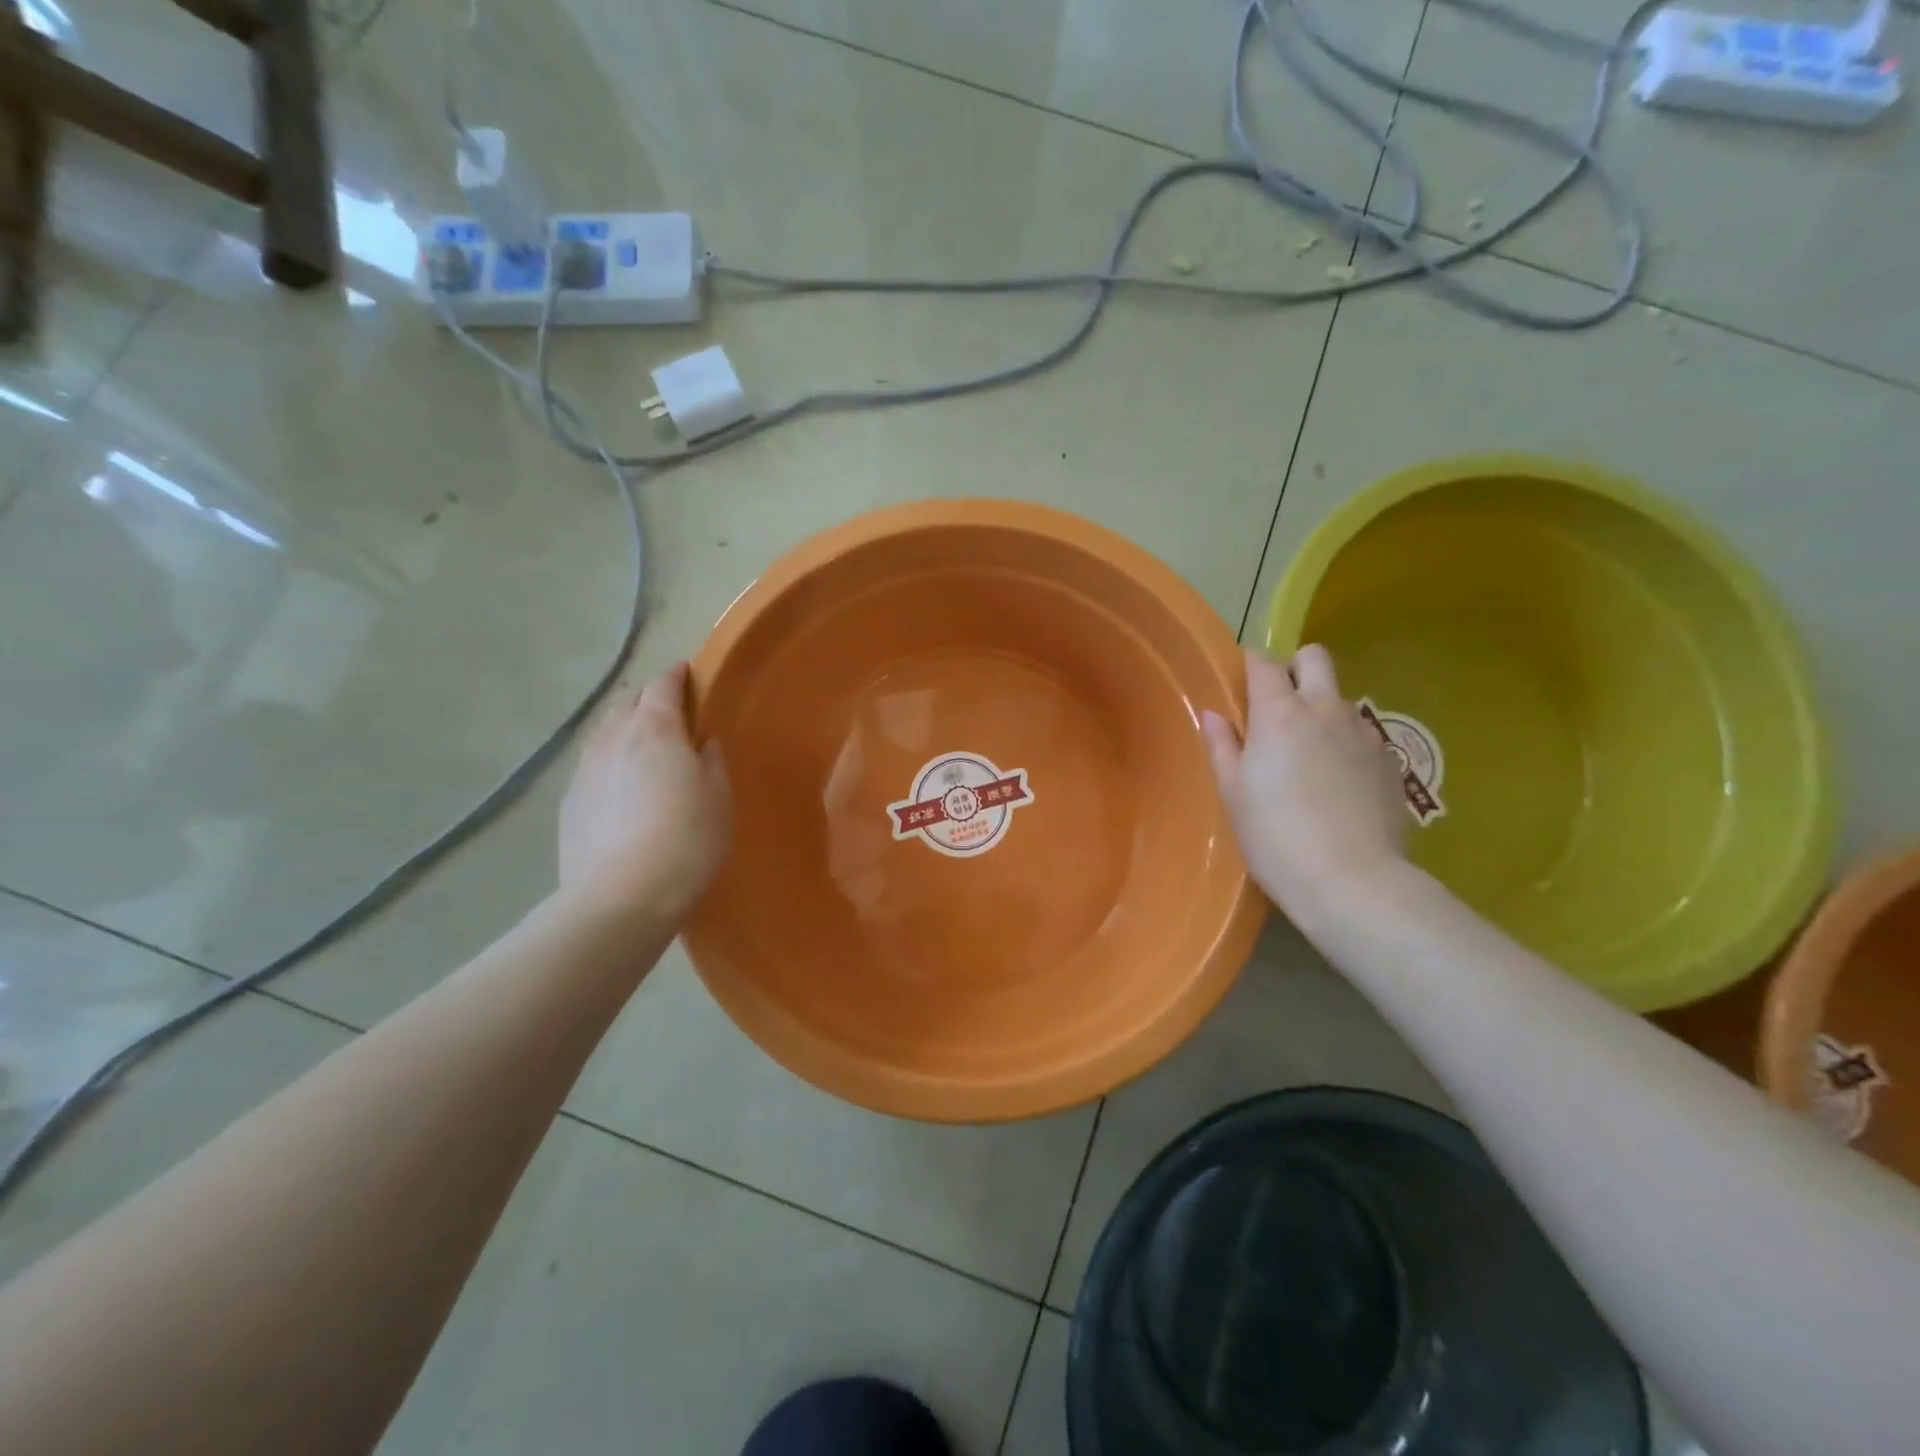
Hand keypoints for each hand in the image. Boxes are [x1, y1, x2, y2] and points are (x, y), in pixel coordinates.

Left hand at [559, 662, 732, 923]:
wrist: (623, 896)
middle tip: (670, 718)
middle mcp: (613, 739)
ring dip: (624, 733)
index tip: (686, 673)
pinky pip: (592, 769)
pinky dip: (610, 767)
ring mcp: (584, 771)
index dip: (675, 676)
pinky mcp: (569, 804)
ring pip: (604, 735)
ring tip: (643, 753)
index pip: (662, 686)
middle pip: (627, 704)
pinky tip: (622, 793)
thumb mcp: (719, 797)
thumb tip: (701, 743)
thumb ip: (711, 761)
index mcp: (656, 730)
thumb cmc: (688, 839)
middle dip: (647, 702)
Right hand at [1201, 645, 1407, 924]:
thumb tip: (1214, 714)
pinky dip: (1344, 744)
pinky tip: (1335, 784)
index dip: (1248, 664)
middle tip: (1276, 706)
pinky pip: (1361, 735)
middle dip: (1294, 668)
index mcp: (1279, 713)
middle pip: (1314, 658)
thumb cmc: (1274, 836)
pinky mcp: (1389, 762)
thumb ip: (1222, 746)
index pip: (1263, 663)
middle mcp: (1325, 710)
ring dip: (1320, 710)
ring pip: (1339, 699)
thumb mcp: (1233, 793)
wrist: (1352, 880)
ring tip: (1306, 756)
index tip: (1238, 680)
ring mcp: (1363, 734)